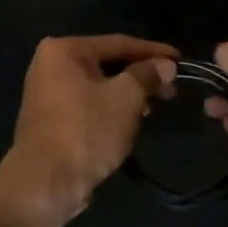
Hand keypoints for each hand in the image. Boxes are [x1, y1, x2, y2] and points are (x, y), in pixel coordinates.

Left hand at [0, 35, 178, 226]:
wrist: (45, 183)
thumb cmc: (87, 131)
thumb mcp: (126, 98)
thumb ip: (147, 75)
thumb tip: (166, 65)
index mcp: (64, 50)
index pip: (118, 43)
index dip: (153, 51)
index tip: (181, 60)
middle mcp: (50, 65)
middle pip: (107, 63)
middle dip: (141, 76)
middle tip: (172, 87)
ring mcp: (48, 94)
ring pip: (99, 86)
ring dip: (128, 95)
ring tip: (156, 106)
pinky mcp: (51, 120)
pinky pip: (89, 104)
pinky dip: (111, 109)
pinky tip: (132, 121)